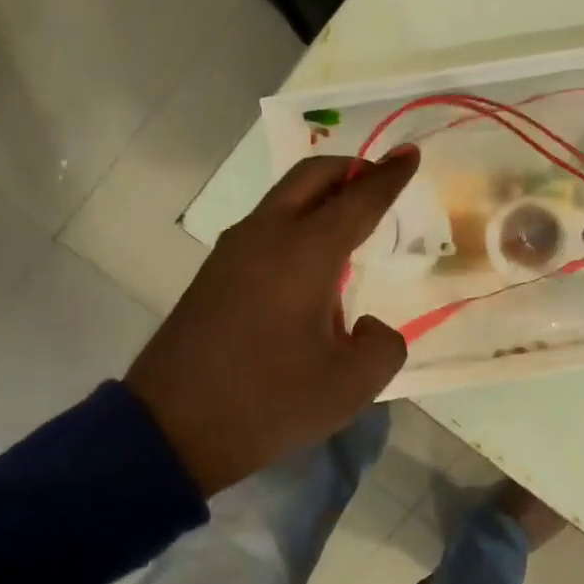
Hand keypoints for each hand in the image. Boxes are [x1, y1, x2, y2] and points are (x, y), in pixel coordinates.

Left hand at [126, 149, 418, 495]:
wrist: (172, 429)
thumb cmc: (269, 402)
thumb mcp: (351, 385)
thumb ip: (384, 345)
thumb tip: (368, 325)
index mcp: (305, 252)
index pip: (358, 199)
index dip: (389, 176)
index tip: (411, 154)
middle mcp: (266, 235)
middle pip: (313, 176)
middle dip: (352, 169)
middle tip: (382, 180)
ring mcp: (233, 251)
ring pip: (285, 197)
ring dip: (322, 195)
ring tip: (352, 218)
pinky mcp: (215, 272)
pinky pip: (267, 224)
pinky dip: (299, 220)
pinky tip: (313, 258)